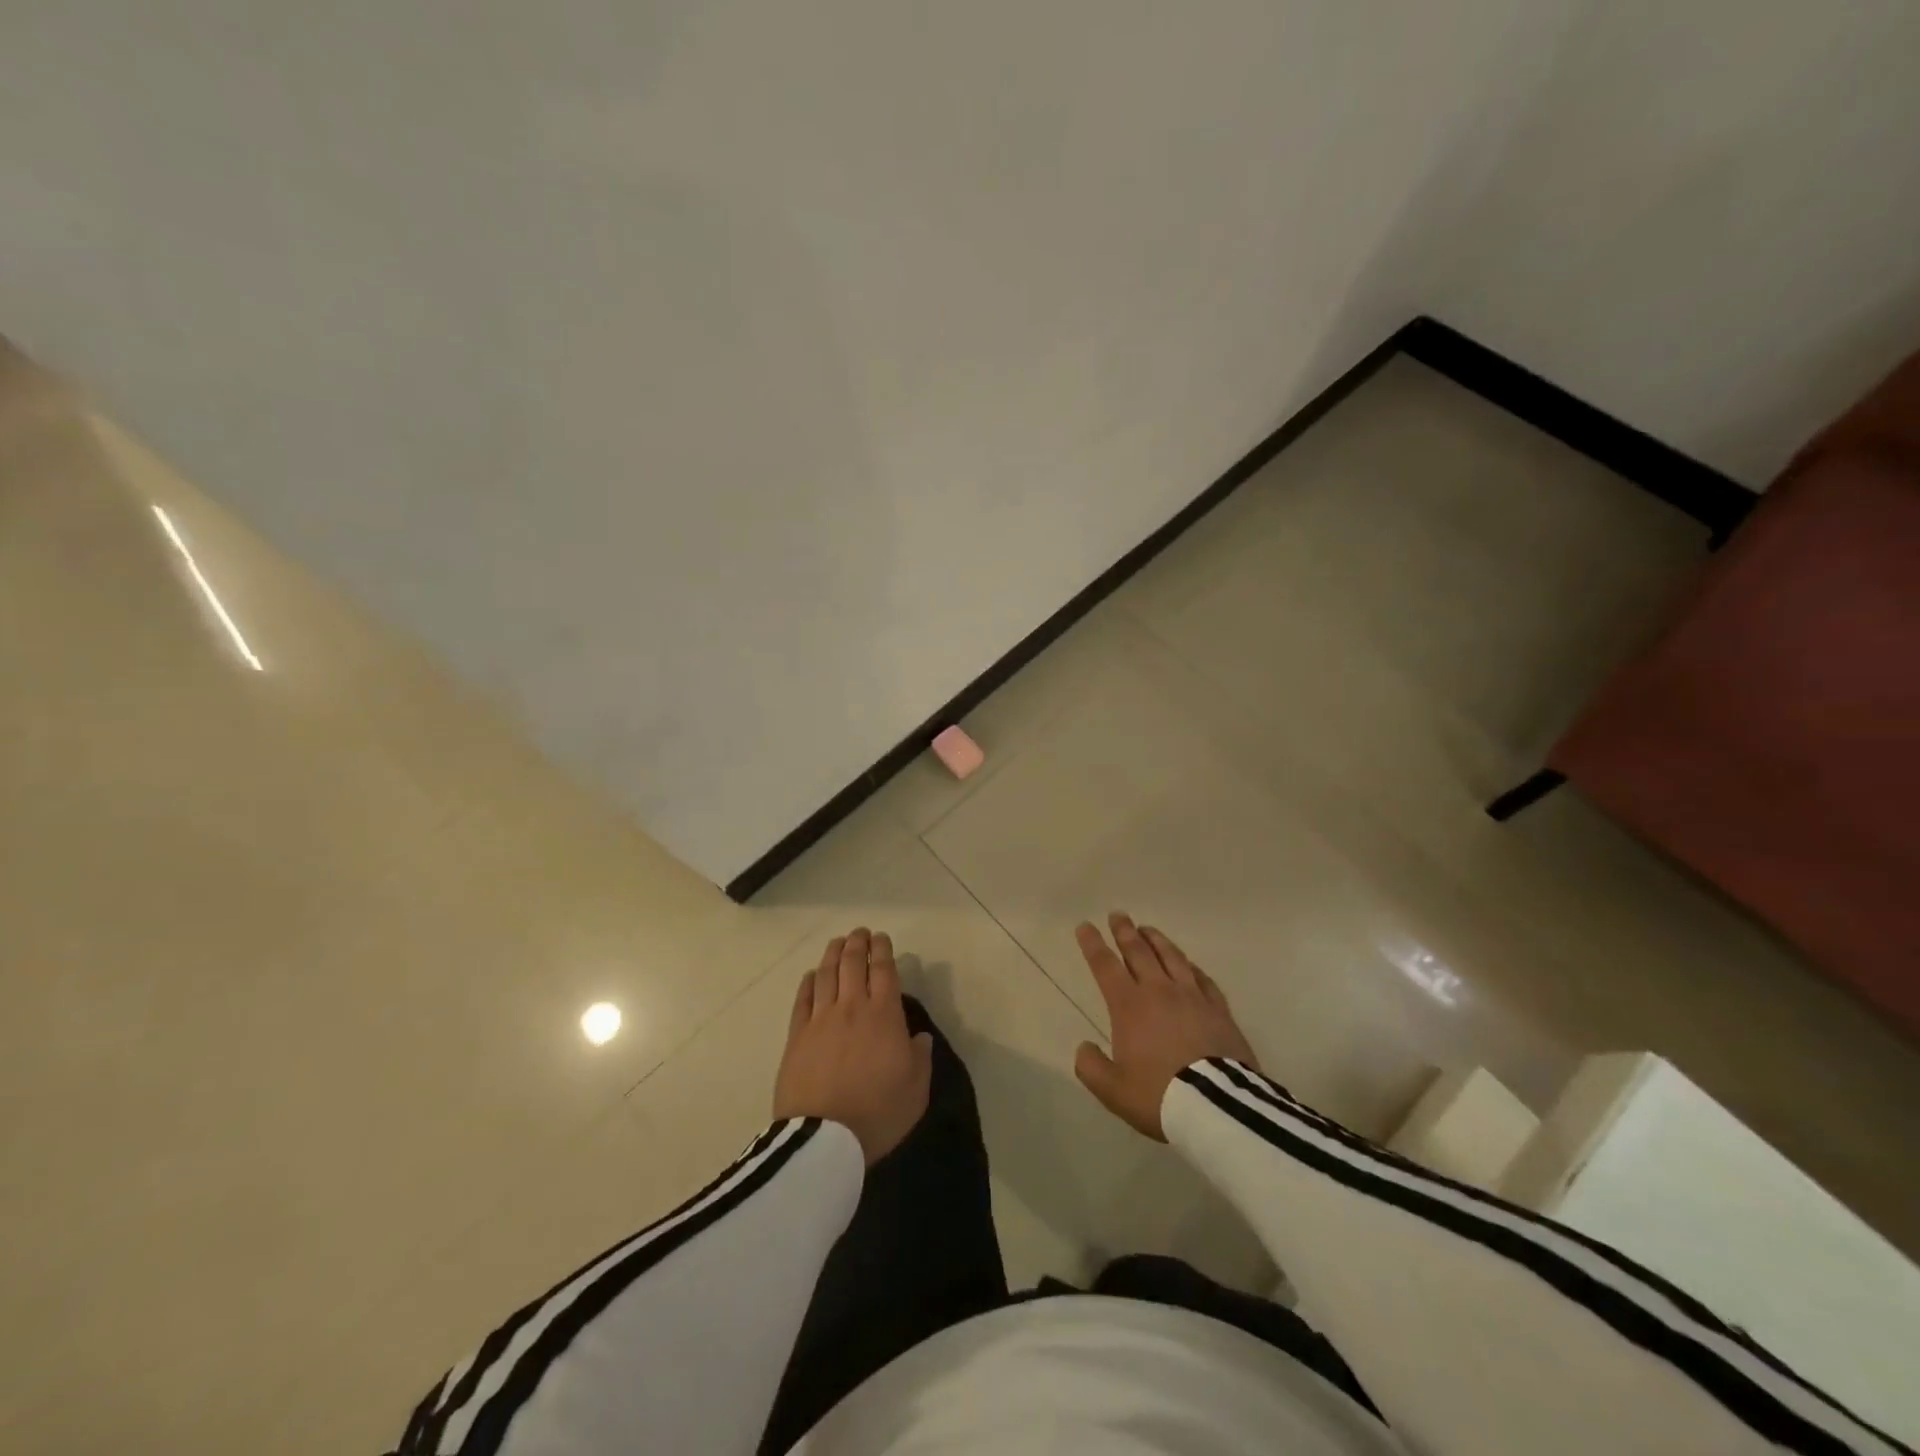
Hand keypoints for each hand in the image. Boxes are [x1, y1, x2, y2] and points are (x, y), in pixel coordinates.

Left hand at [773, 927, 932, 1164]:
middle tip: (861, 933)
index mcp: (884, 1015)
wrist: (824, 1138)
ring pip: (827, 974)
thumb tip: (919, 1037)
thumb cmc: (878, 1113)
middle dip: (858, 944)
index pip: (884, 970)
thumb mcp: (915, 1090)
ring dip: (833, 953)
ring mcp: (820, 1019)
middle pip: (853, 964)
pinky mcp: (796, 1036)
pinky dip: (809, 982)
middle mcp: (852, 1007)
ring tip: (838, 942)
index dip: (883, 950)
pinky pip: (803, 999)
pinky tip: (811, 975)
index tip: (882, 938)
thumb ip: (920, 1058)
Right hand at [1072, 912, 1258, 1140]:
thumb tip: (1085, 1047)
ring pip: (1172, 957)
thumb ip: (1091, 1067)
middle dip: (1125, 931)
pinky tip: (1188, 964)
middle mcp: (1159, 991)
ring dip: (1157, 940)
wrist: (1216, 1106)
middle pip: (1139, 952)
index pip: (1105, 965)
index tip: (1085, 926)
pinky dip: (1190, 966)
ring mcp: (1193, 997)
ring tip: (1148, 929)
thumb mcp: (1113, 1090)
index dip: (1093, 945)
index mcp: (1129, 1005)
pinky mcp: (1219, 1009)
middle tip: (1118, 915)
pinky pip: (1202, 978)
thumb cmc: (1159, 1095)